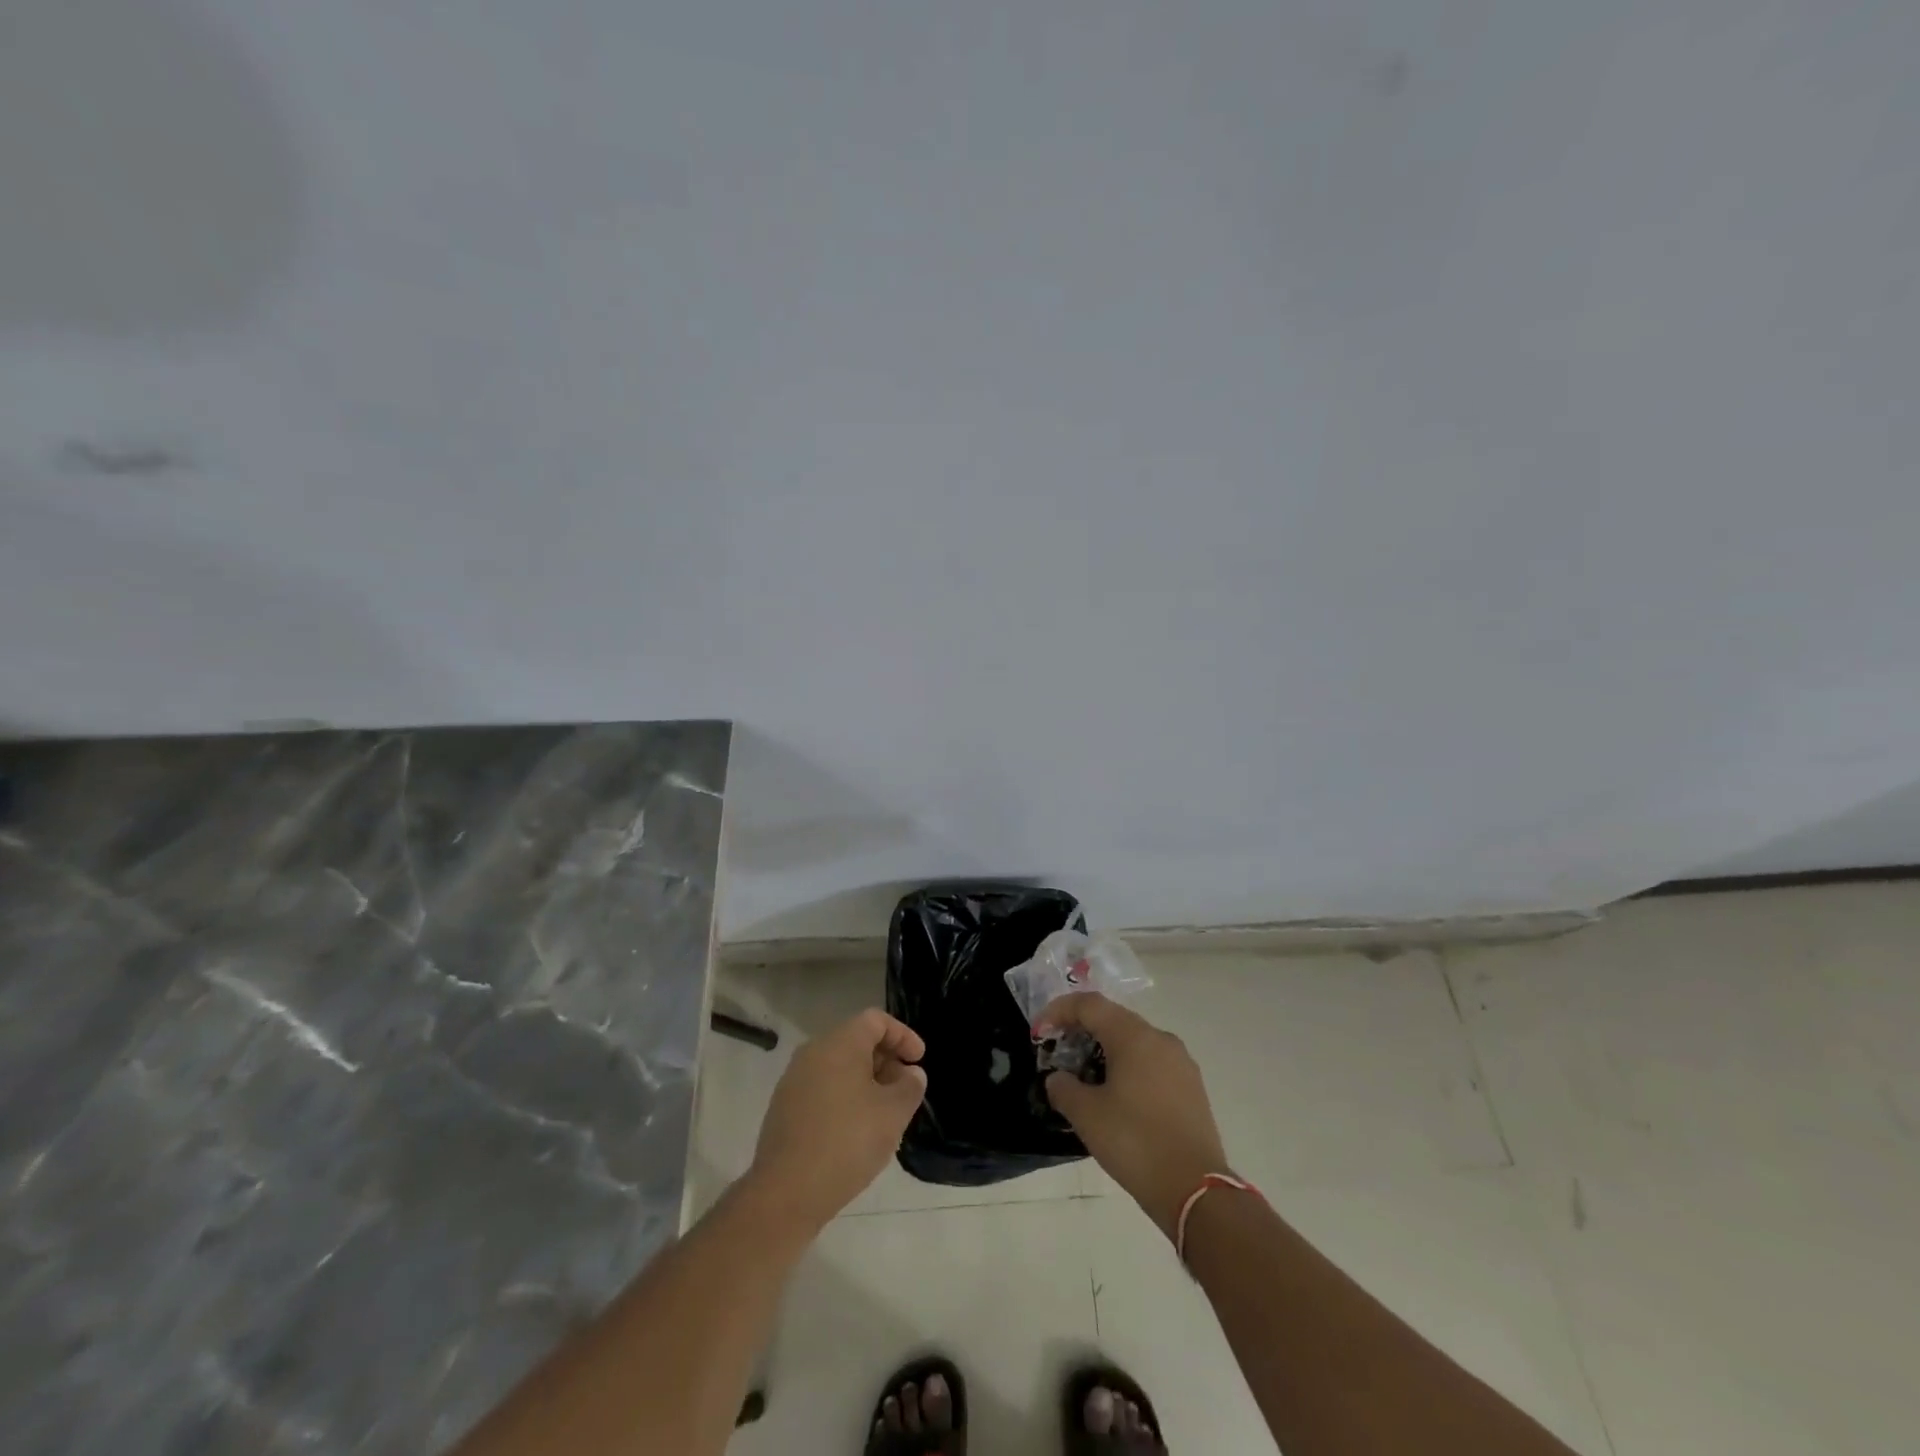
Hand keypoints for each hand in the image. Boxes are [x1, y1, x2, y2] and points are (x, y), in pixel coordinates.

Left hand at [748, 1008, 926, 1231]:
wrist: (785, 1192)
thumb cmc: (847, 1142)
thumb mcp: (893, 1113)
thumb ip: (909, 1086)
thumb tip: (910, 1073)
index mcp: (839, 1043)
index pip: (875, 1020)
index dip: (903, 1035)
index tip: (919, 1060)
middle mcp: (813, 1052)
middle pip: (856, 1041)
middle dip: (886, 1060)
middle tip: (905, 1088)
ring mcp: (794, 1080)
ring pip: (839, 1066)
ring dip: (866, 1081)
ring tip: (884, 1112)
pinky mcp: (784, 1108)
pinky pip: (823, 1088)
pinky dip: (845, 1097)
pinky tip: (856, 1130)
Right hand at [1038, 992, 1230, 1238]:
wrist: (1195, 1190)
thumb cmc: (1135, 1142)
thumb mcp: (1086, 1115)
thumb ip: (1063, 1088)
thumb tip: (1059, 1079)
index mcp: (1133, 1036)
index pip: (1089, 1005)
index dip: (1058, 1012)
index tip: (1038, 1034)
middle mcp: (1160, 1038)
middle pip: (1113, 1019)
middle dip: (1081, 1030)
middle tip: (1058, 1054)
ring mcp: (1181, 1062)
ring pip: (1134, 1041)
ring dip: (1105, 1050)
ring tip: (1084, 1078)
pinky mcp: (1191, 1087)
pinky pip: (1152, 1062)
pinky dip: (1128, 1067)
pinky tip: (1116, 1097)